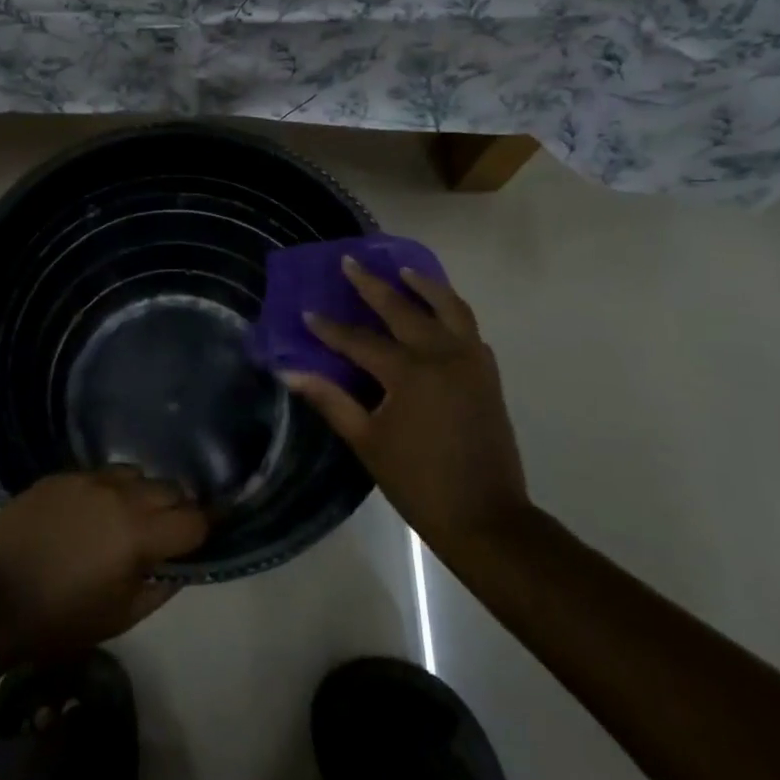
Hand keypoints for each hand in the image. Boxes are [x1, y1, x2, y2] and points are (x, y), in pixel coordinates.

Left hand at [0, 468, 207, 658]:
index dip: (203, 530)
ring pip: (133, 474)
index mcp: (139, 533)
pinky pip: (96, 475)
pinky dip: (104, 491)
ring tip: (124, 517)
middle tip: (163, 531)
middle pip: (168, 489)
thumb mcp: (122, 616)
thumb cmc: (62, 619)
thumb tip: (178, 566)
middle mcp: (119, 495)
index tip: (201, 538)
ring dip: (140, 494)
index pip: (193, 520)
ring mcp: (86, 479)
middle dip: (175, 508)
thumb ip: (160, 587)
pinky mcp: (59, 475)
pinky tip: (88, 514)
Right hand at [282, 257, 531, 549]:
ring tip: (404, 271)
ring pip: (449, 308)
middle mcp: (443, 355)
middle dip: (373, 285)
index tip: (308, 311)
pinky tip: (438, 312)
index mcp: (410, 373)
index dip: (331, 328)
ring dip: (425, 286)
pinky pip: (469, 327)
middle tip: (350, 262)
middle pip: (404, 309)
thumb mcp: (366, 441)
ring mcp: (471, 361)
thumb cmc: (418, 481)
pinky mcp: (488, 374)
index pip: (361, 341)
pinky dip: (451, 311)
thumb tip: (290, 373)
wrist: (486, 517)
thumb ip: (330, 400)